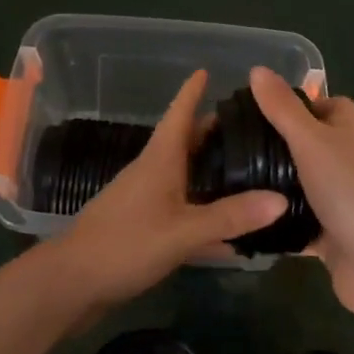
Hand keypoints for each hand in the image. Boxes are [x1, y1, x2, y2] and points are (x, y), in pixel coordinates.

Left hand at [44, 70, 287, 306]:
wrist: (71, 284)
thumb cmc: (125, 244)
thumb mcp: (183, 231)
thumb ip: (231, 217)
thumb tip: (282, 199)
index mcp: (160, 160)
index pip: (179, 114)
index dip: (192, 91)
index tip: (207, 69)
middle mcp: (153, 172)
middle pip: (186, 142)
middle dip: (213, 130)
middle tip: (251, 125)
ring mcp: (145, 200)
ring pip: (185, 175)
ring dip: (211, 169)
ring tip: (247, 167)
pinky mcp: (143, 226)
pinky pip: (182, 208)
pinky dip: (204, 209)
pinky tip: (229, 227)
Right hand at [248, 66, 353, 320]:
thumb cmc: (349, 191)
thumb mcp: (311, 141)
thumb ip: (283, 109)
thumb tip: (257, 69)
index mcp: (347, 136)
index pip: (334, 107)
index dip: (307, 101)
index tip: (267, 105)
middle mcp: (346, 166)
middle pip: (314, 147)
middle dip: (280, 145)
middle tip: (236, 145)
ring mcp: (340, 204)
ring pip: (303, 187)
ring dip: (275, 186)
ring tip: (230, 181)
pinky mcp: (330, 240)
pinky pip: (298, 227)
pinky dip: (277, 224)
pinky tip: (244, 221)